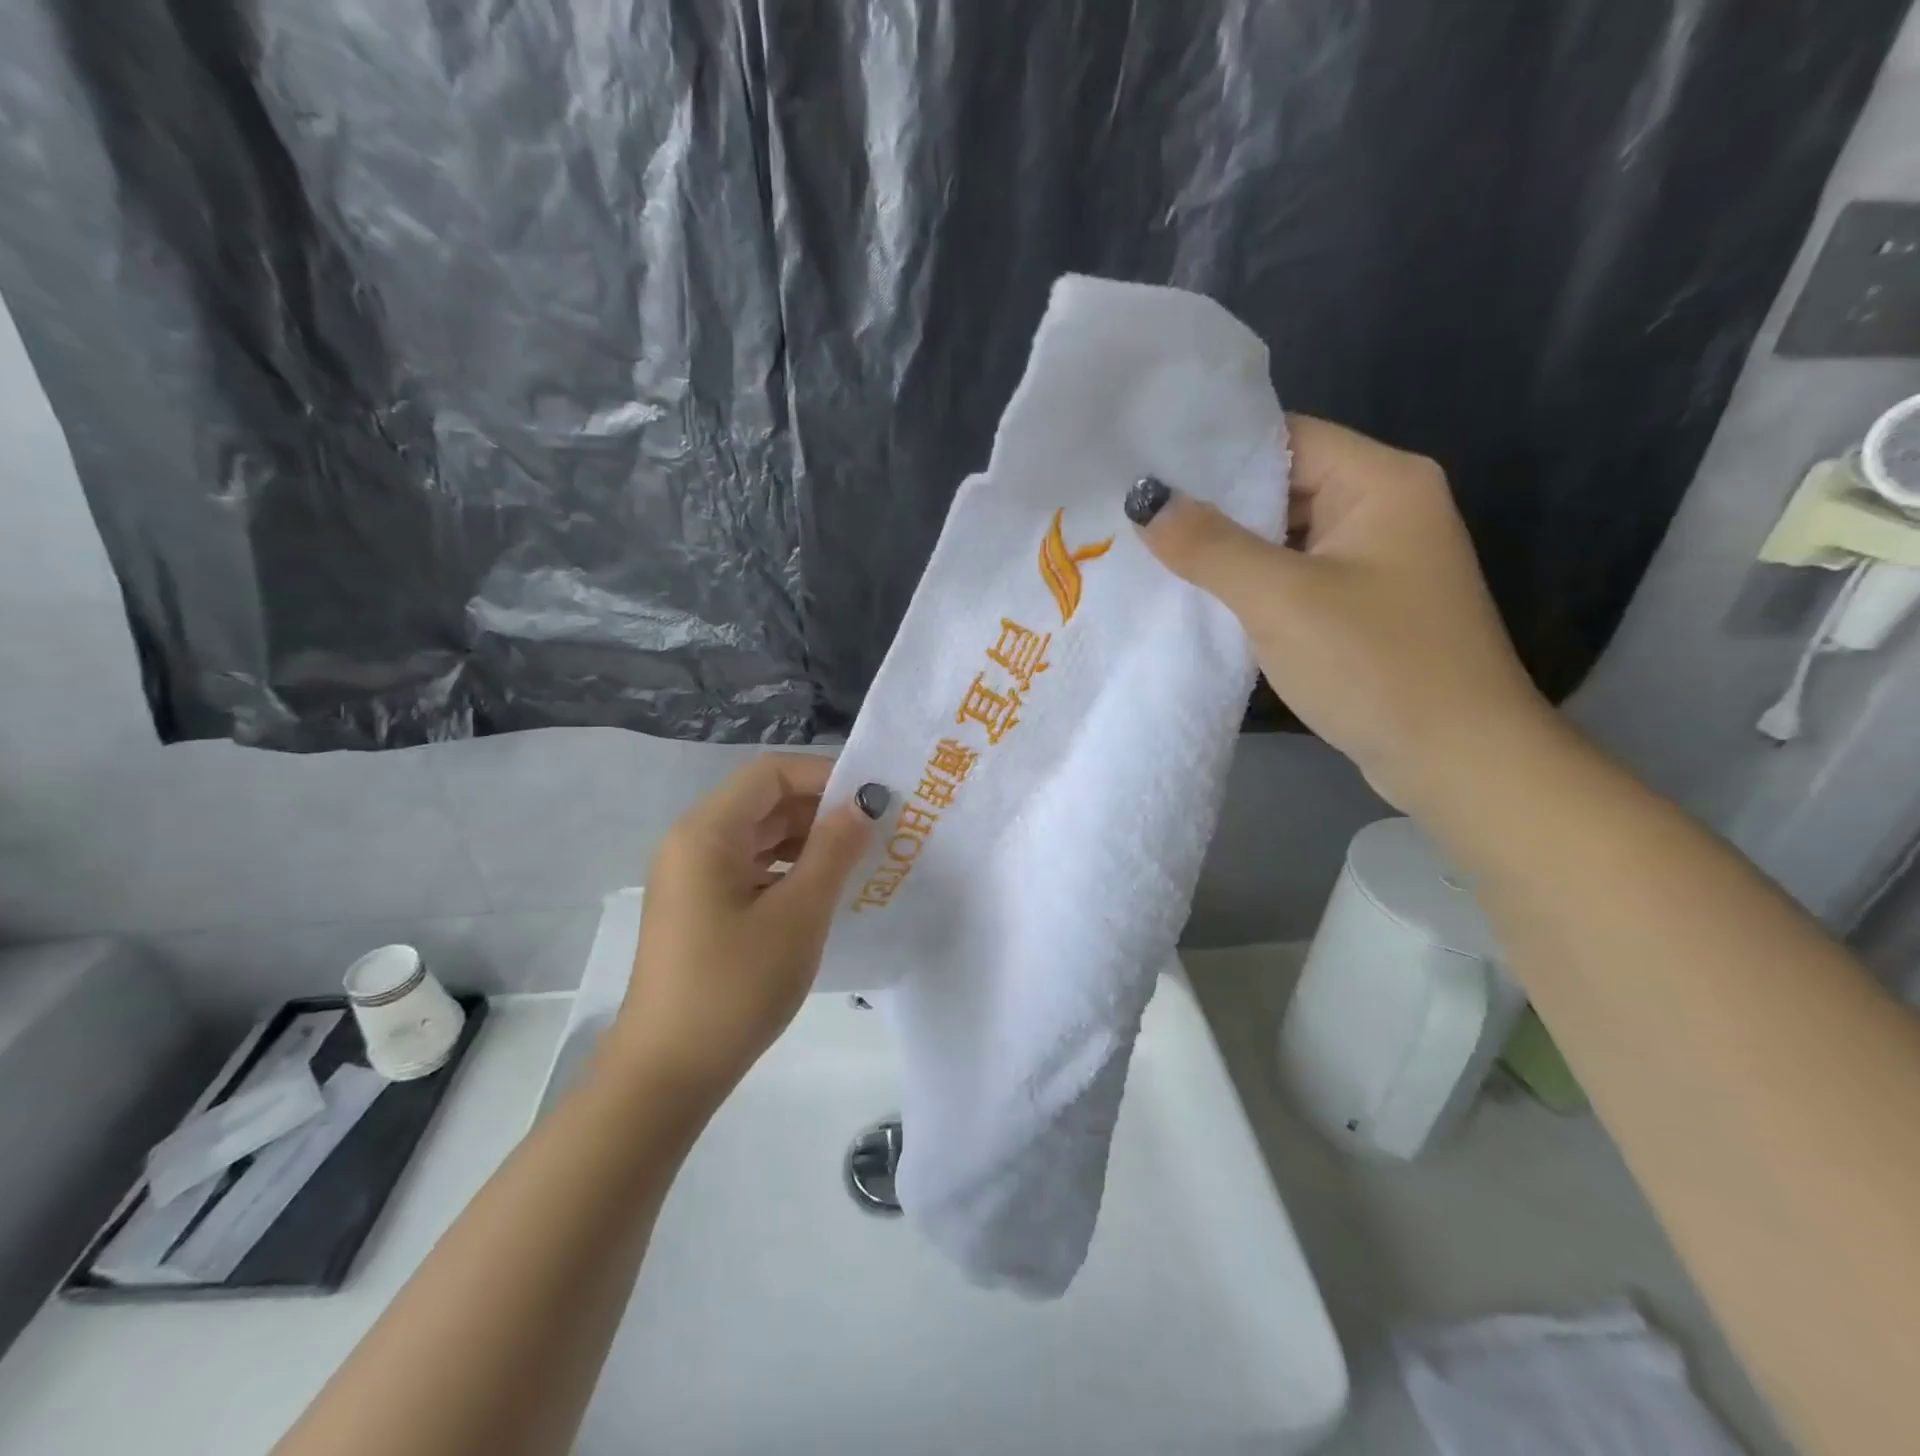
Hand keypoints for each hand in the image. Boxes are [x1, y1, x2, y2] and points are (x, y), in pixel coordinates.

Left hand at [608, 754, 881, 1105]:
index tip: (872, 797)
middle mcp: (692, 842)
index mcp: (707, 832)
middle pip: (763, 801)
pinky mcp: (698, 907)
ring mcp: (692, 877)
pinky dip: (787, 868)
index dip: (824, 775)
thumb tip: (864, 804)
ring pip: (758, 835)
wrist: (667, 1073)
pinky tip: (823, 890)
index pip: (770, 773)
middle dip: (820, 809)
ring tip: (859, 858)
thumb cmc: (736, 986)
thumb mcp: (799, 913)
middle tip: (875, 829)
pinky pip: (749, 867)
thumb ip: (834, 849)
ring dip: (807, 840)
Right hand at [1129, 414, 1551, 810]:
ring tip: (1153, 553)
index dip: (1215, 452)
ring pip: (1285, 536)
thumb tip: (1144, 498)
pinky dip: (1252, 583)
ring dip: (1228, 549)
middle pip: (1284, 485)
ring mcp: (1376, 561)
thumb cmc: (1374, 664)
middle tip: (1136, 517)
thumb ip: (1210, 545)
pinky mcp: (1364, 606)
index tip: (1147, 471)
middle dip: (1213, 505)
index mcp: (1381, 481)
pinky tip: (1201, 596)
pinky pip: (1295, 577)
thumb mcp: (1280, 599)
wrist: (1455, 760)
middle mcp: (1385, 508)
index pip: (1286, 438)